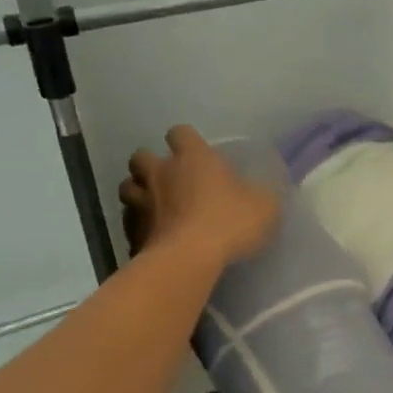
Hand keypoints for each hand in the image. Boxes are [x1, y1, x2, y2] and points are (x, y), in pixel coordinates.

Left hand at [119, 125, 279, 266]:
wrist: (188, 260)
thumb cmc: (228, 223)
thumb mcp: (264, 207)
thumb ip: (263, 195)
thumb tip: (263, 192)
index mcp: (192, 157)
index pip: (180, 132)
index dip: (185, 141)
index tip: (195, 154)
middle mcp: (160, 173)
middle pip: (140, 156)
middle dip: (150, 165)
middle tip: (167, 180)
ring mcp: (141, 203)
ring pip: (127, 187)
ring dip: (138, 193)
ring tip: (153, 206)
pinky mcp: (131, 233)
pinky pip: (129, 223)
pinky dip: (137, 227)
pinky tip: (152, 237)